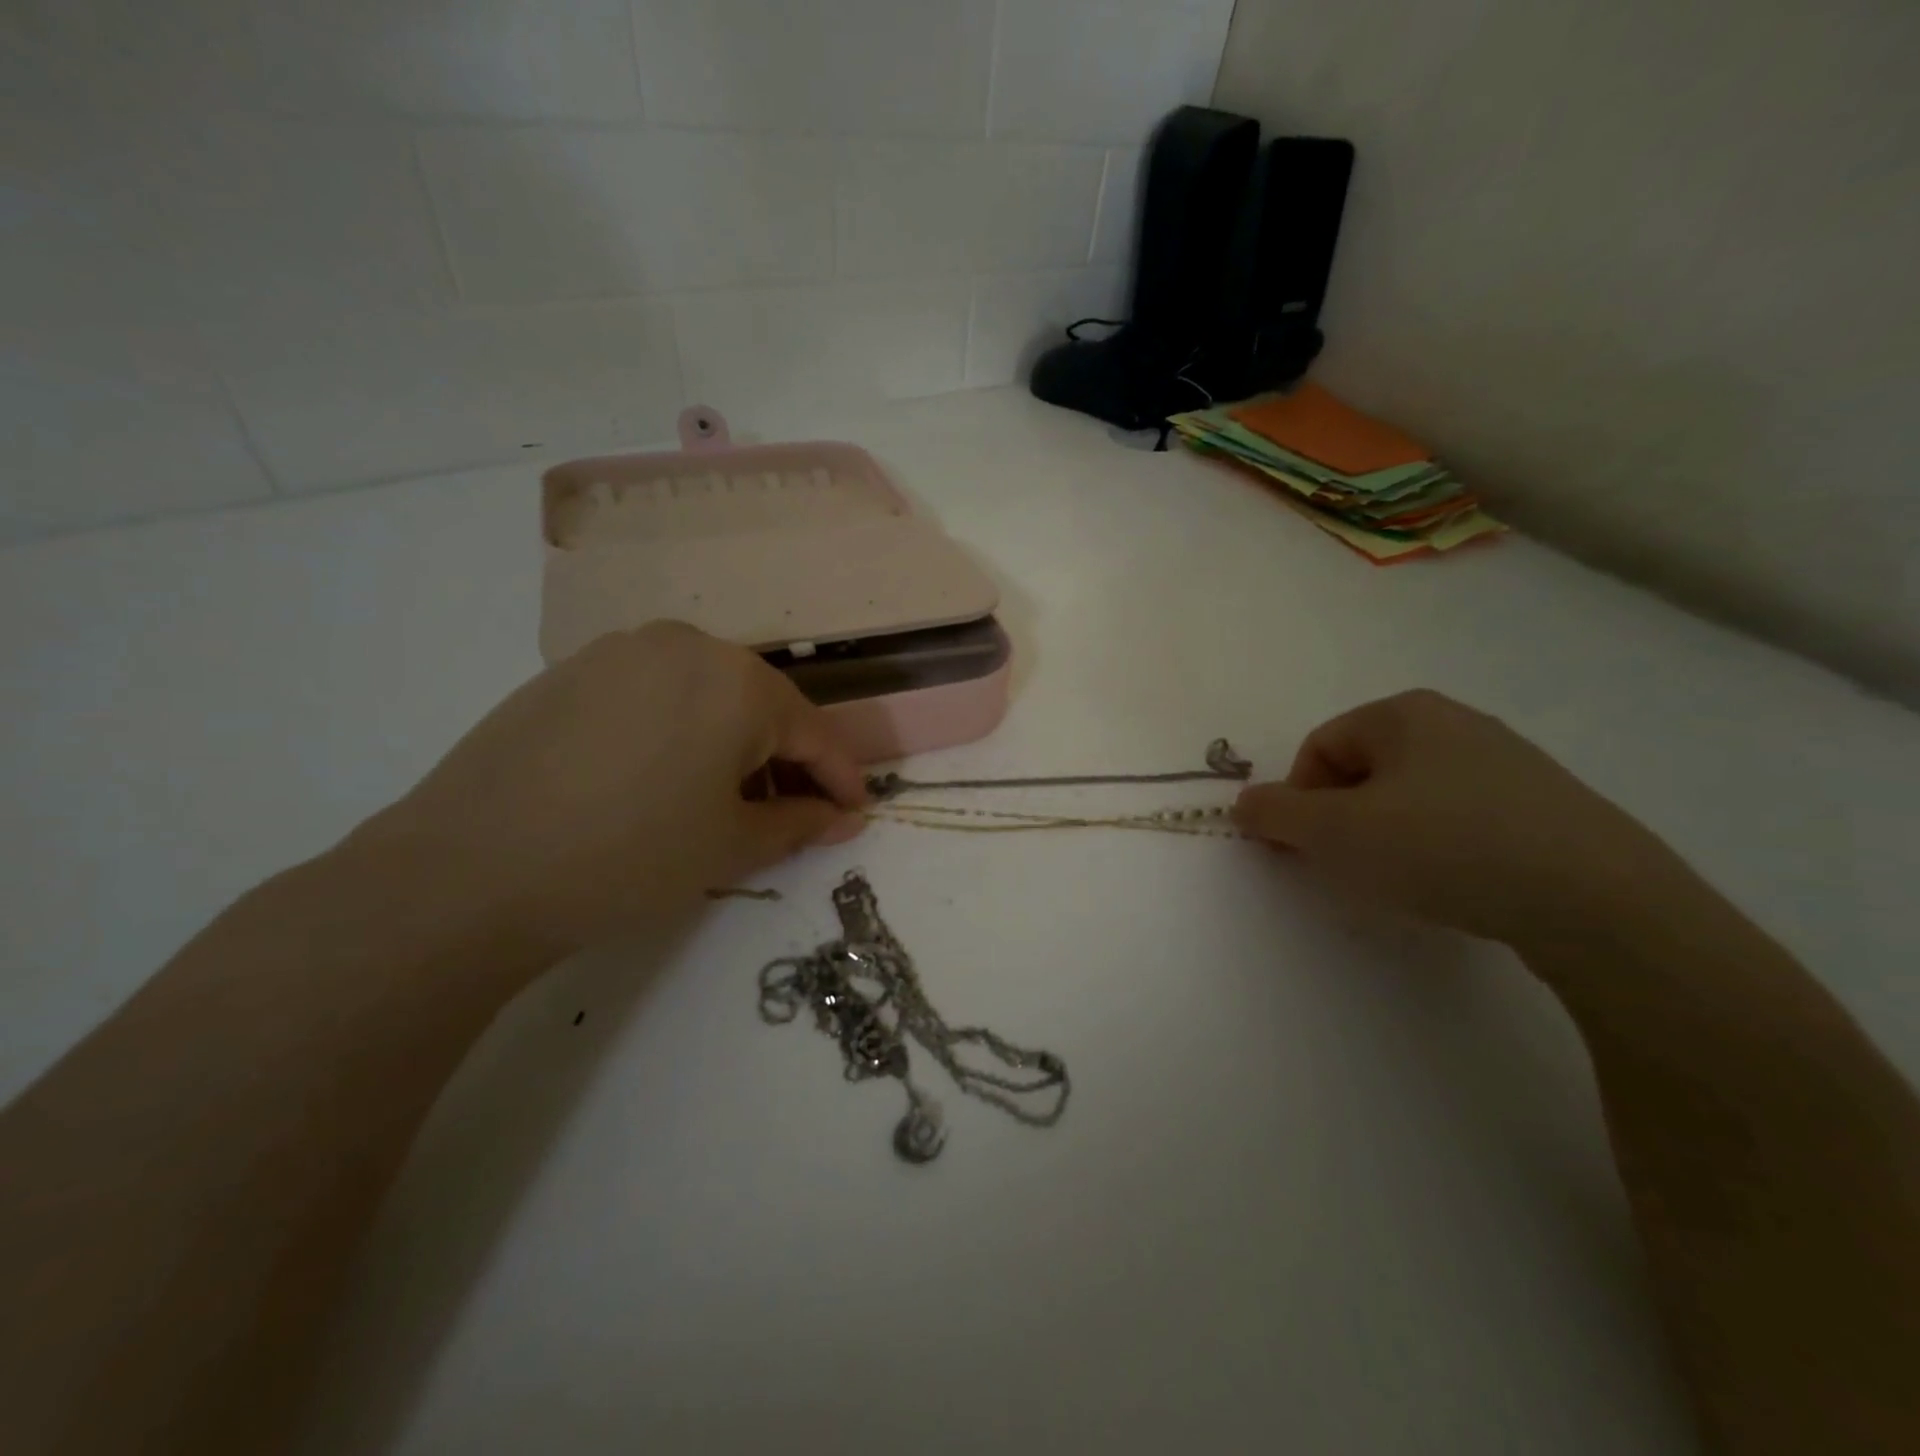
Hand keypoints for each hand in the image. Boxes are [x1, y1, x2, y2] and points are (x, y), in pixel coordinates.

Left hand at [364, 622, 866, 958]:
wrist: (468, 871)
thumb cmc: (629, 856)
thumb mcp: (732, 845)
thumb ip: (801, 823)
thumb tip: (846, 818)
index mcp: (737, 681)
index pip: (812, 731)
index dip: (841, 777)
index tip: (857, 812)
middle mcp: (685, 646)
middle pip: (760, 705)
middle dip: (785, 760)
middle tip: (792, 812)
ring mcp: (621, 651)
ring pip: (706, 695)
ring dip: (732, 744)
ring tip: (725, 800)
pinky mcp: (571, 670)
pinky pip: (653, 694)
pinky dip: (680, 731)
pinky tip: (661, 778)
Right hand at [1234, 690, 1678, 946]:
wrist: (1597, 901)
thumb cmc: (1443, 846)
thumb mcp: (1336, 832)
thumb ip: (1276, 813)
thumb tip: (1245, 803)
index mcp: (1405, 713)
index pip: (1320, 747)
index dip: (1299, 798)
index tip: (1308, 847)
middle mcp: (1457, 723)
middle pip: (1364, 770)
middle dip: (1343, 818)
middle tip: (1350, 866)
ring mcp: (1509, 764)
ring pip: (1412, 797)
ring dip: (1388, 836)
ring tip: (1405, 881)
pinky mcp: (1547, 807)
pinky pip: (1463, 819)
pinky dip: (1440, 848)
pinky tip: (1458, 884)